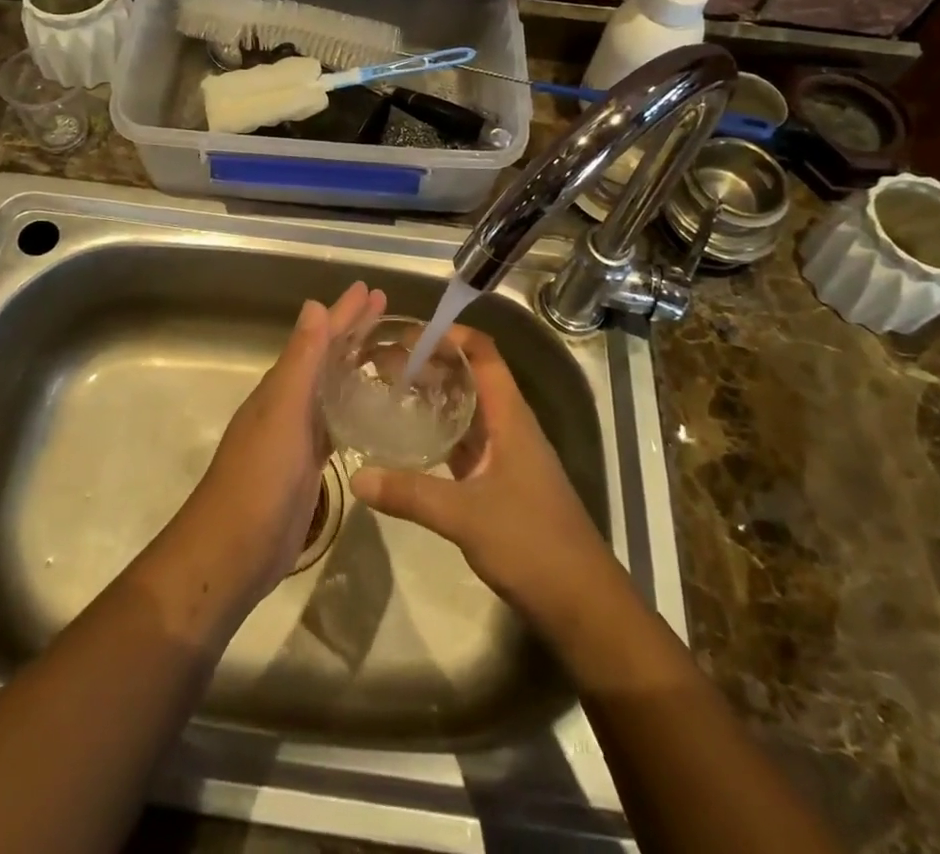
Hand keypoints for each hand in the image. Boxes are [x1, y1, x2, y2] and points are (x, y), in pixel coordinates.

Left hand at [181, 282, 384, 601]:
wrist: (234, 551)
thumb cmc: (260, 477)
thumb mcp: (283, 413)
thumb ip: (300, 362)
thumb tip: (314, 306)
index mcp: (283, 386)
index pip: (320, 337)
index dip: (345, 313)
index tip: (371, 289)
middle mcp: (289, 403)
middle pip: (327, 358)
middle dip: (354, 332)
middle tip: (385, 308)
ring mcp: (297, 436)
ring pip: (332, 389)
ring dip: (355, 367)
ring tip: (387, 353)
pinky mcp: (308, 466)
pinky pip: (335, 424)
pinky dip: (352, 408)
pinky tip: (370, 411)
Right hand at [349, 325, 617, 632]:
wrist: (582, 604)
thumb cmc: (532, 544)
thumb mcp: (465, 516)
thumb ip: (410, 493)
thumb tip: (357, 476)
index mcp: (510, 417)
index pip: (483, 354)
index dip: (450, 335)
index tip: (407, 335)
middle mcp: (510, 426)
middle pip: (471, 377)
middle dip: (433, 364)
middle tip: (386, 363)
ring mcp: (508, 456)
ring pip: (468, 411)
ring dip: (435, 397)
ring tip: (391, 392)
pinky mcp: (502, 483)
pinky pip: (467, 443)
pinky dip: (440, 433)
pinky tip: (411, 441)